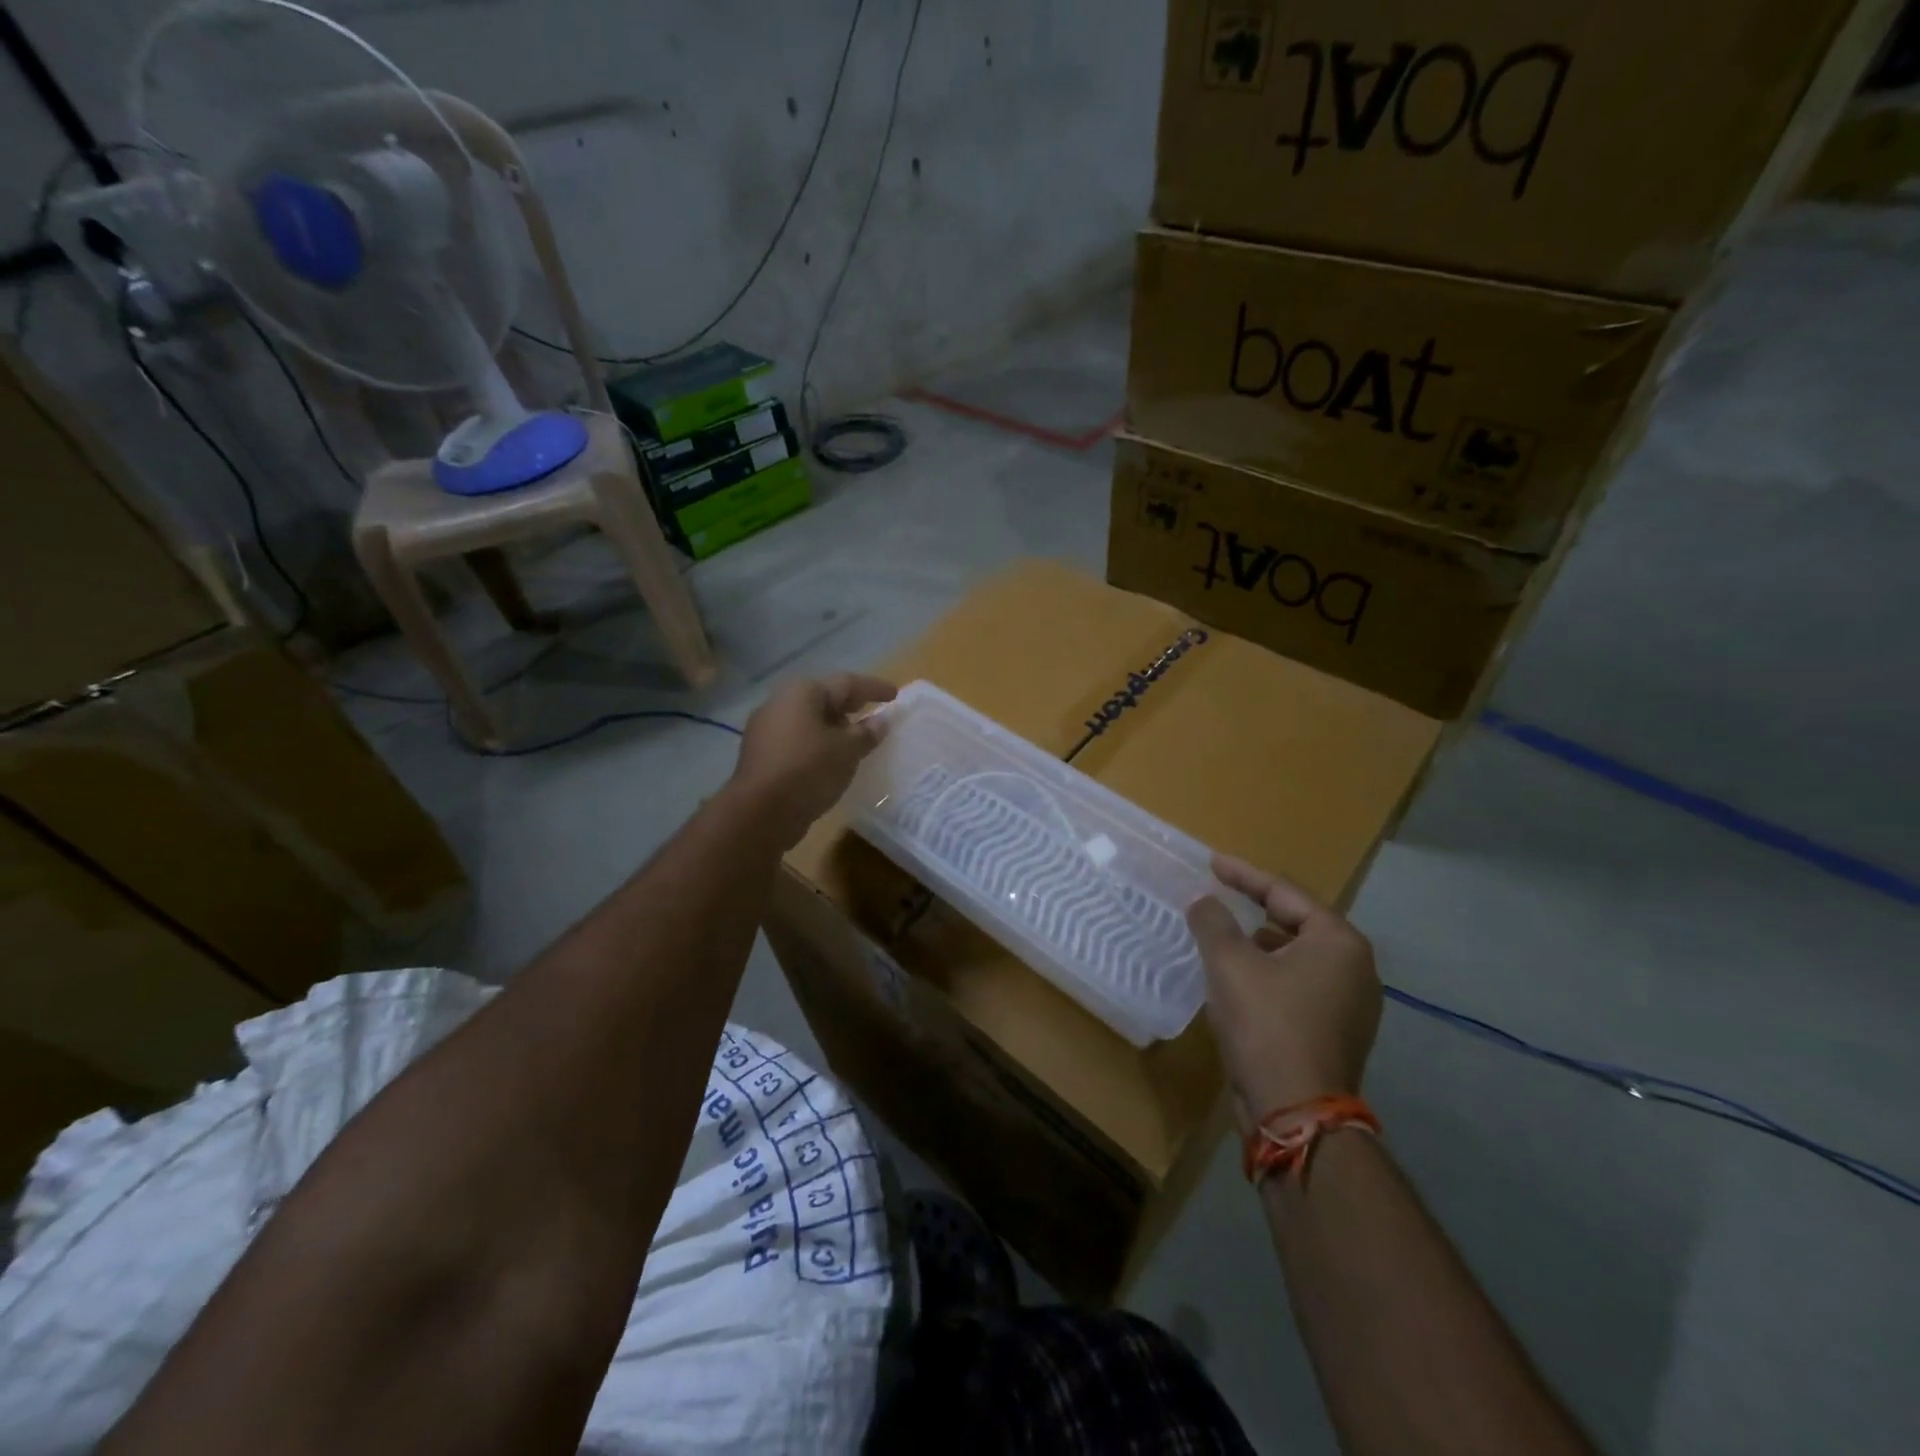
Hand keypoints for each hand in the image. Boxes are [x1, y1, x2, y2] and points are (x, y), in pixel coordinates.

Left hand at [730, 673, 896, 845]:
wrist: (760, 813)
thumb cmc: (809, 770)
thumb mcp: (847, 750)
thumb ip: (867, 733)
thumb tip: (880, 721)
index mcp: (802, 692)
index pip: (846, 683)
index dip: (873, 688)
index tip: (895, 695)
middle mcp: (780, 703)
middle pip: (823, 699)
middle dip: (851, 705)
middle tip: (874, 711)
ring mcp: (766, 729)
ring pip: (809, 721)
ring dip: (834, 727)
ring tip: (857, 739)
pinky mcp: (761, 754)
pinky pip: (798, 740)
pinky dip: (818, 744)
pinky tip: (832, 759)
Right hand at [1186, 855, 1380, 1133]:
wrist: (1297, 1114)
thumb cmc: (1267, 1025)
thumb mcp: (1229, 964)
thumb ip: (1213, 922)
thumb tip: (1203, 899)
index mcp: (1339, 943)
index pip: (1284, 893)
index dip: (1243, 874)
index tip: (1211, 862)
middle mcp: (1356, 969)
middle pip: (1296, 923)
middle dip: (1255, 909)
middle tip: (1220, 896)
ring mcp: (1351, 1005)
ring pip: (1297, 958)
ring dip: (1259, 945)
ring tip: (1224, 938)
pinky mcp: (1336, 1033)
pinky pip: (1299, 987)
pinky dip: (1269, 975)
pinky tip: (1239, 983)